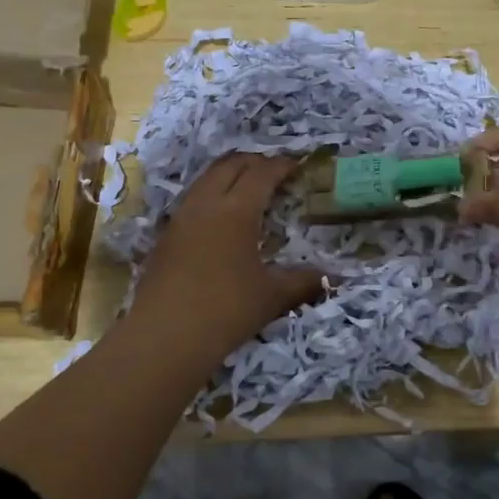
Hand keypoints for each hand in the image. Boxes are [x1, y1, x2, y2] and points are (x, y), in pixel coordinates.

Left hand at [128, 153, 323, 355]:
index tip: (298, 166)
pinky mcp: (166, 235)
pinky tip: (220, 218)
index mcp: (237, 210)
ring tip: (248, 188)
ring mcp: (181, 218)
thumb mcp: (272, 296)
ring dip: (229, 174)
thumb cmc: (226, 310)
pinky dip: (211, 194)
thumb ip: (303, 281)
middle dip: (254, 162)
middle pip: (230, 164)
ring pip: (206, 178)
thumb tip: (334, 278)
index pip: (262, 173)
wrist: (164, 337)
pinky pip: (193, 199)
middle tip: (274, 172)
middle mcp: (206, 203)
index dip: (281, 165)